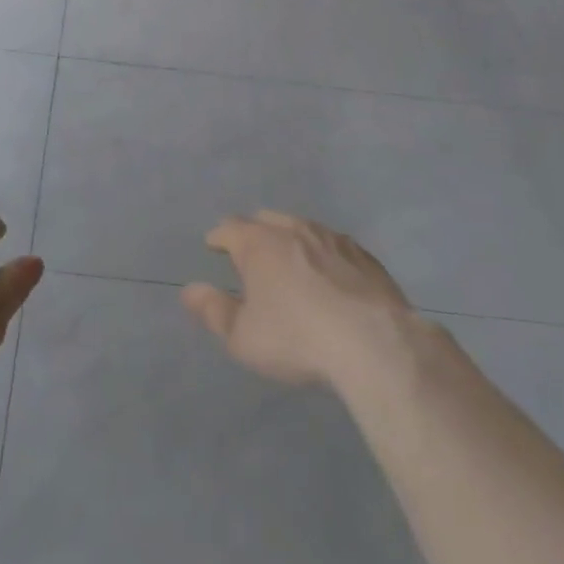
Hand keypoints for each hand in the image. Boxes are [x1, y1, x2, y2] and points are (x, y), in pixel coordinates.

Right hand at [182, 211, 418, 388]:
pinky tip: (330, 274)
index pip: (229, 228)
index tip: (214, 245)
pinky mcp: (364, 256)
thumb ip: (214, 311)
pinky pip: (334, 245)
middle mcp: (293, 229)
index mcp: (259, 244)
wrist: (374, 343)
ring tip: (289, 260)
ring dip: (290, 239)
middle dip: (253, 232)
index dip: (218, 237)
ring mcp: (332, 238)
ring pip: (302, 227)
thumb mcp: (244, 337)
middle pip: (266, 220)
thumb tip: (189, 290)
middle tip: (249, 252)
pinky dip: (324, 254)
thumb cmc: (297, 338)